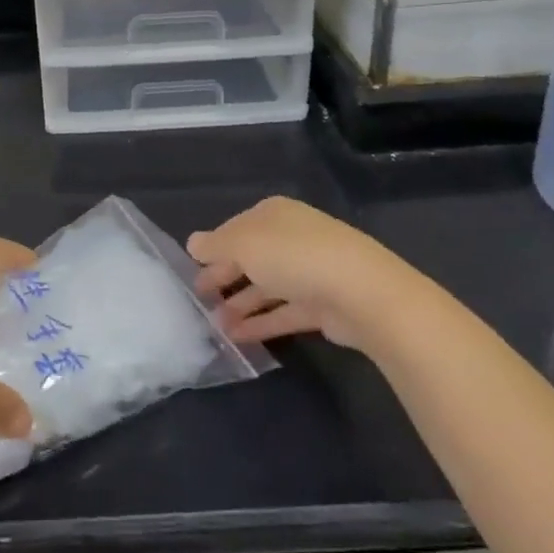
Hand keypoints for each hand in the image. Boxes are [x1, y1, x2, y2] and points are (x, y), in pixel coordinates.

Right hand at [189, 196, 412, 350]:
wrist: (361, 293)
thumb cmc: (293, 256)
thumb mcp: (243, 244)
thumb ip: (214, 245)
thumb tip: (193, 243)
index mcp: (273, 214)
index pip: (235, 228)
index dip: (213, 248)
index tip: (192, 269)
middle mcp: (291, 238)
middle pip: (250, 257)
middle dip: (225, 277)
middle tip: (200, 298)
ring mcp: (309, 272)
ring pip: (266, 287)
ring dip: (240, 304)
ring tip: (214, 326)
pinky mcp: (322, 306)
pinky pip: (283, 312)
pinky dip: (261, 323)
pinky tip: (237, 338)